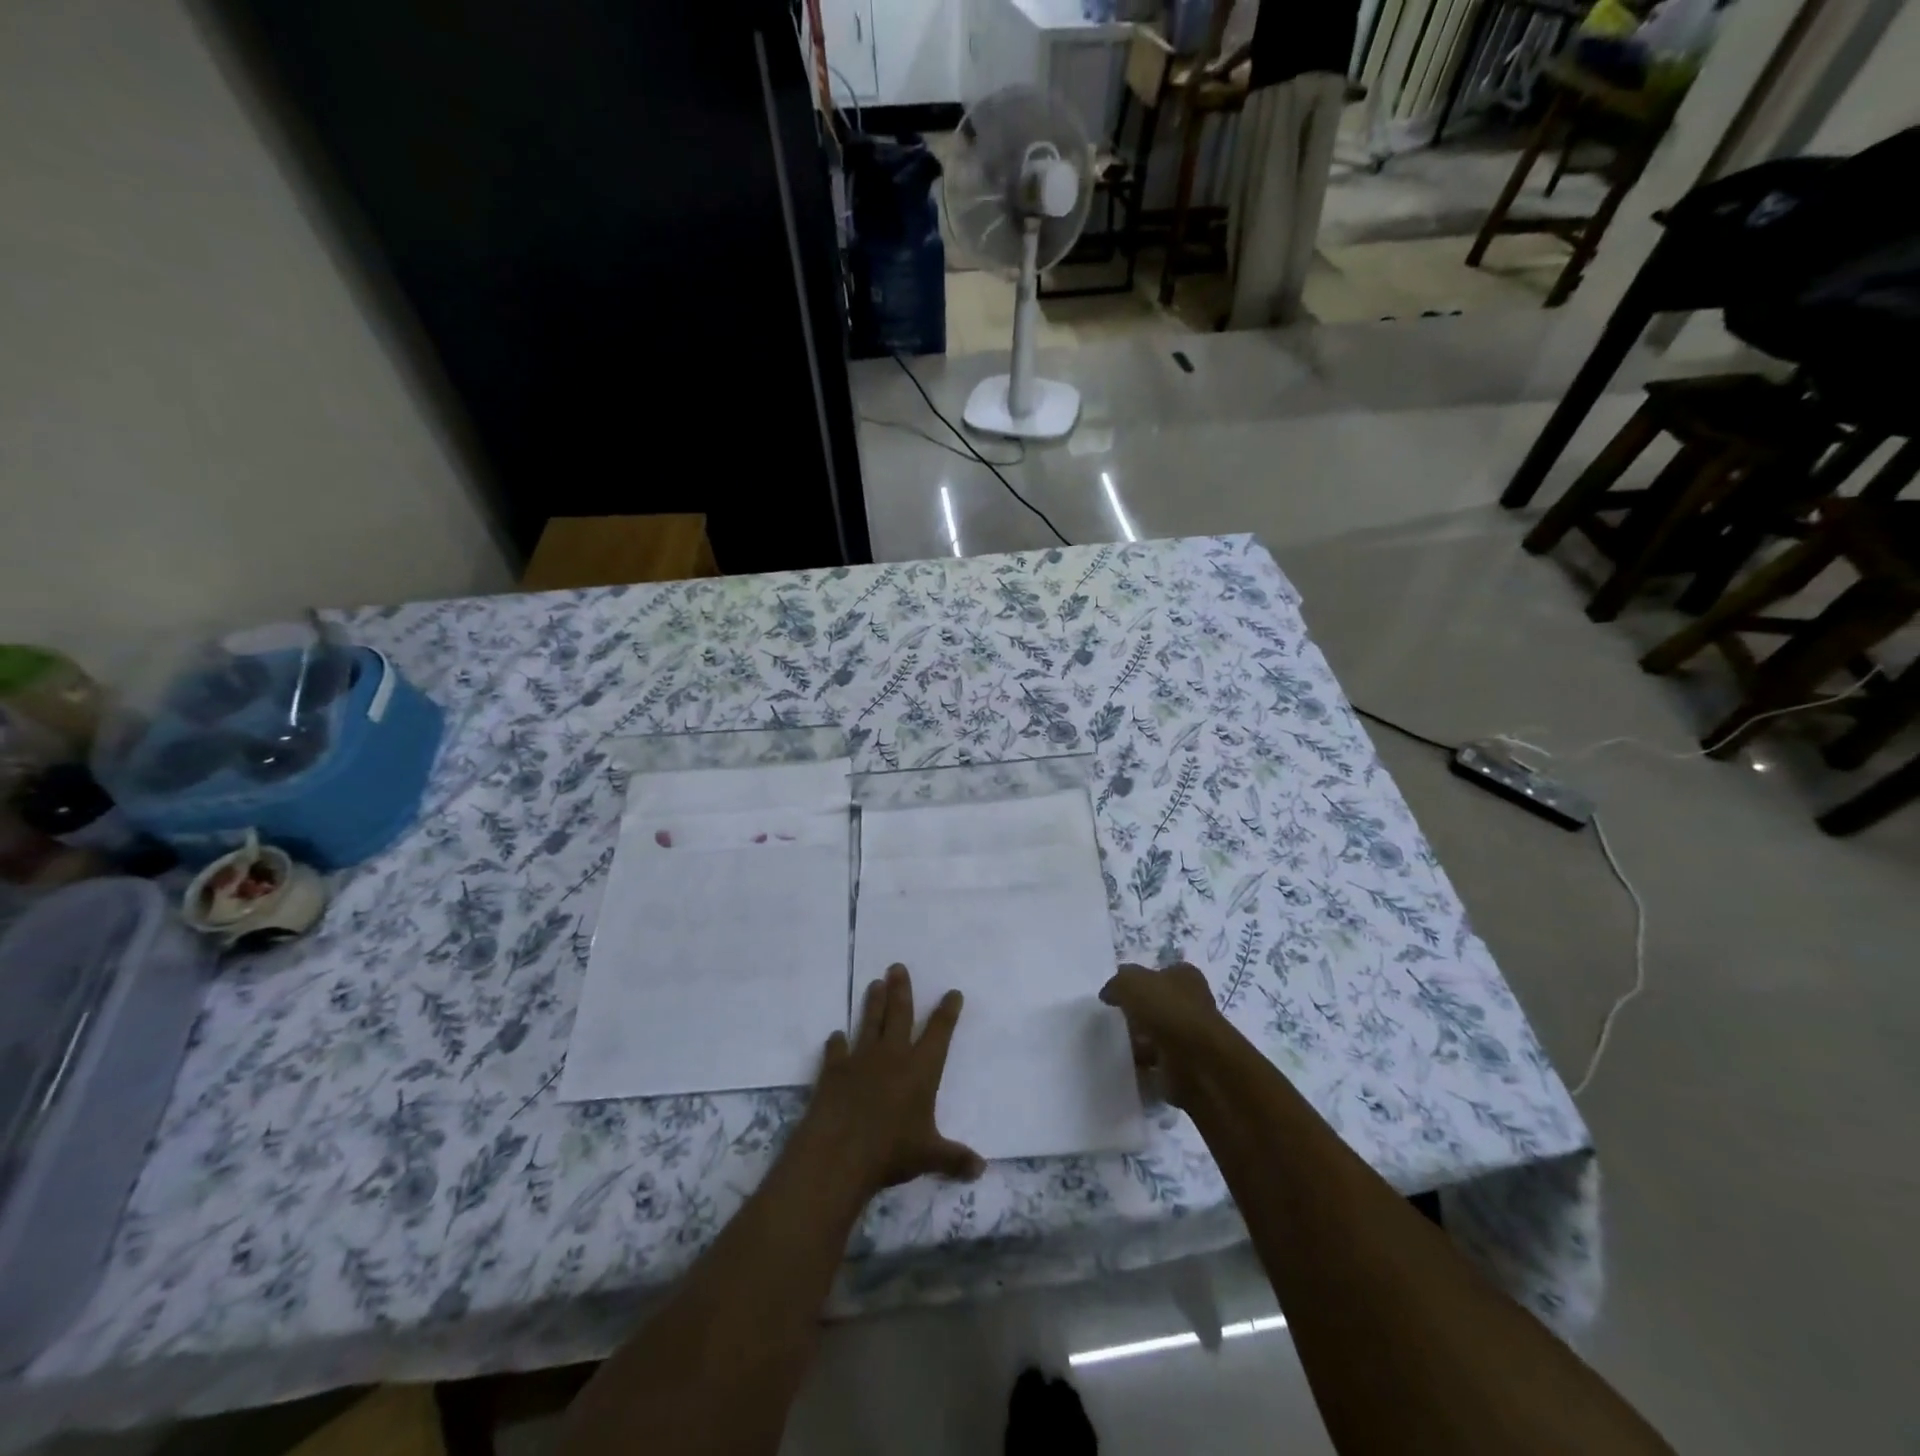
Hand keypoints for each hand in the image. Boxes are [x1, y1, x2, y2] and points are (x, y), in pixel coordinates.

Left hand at [807, 964, 984, 1193]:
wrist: (839, 1153)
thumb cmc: (891, 1152)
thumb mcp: (929, 1156)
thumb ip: (955, 1158)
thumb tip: (982, 1169)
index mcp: (921, 1069)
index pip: (939, 1032)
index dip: (947, 1011)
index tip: (952, 992)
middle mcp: (893, 1055)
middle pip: (899, 1014)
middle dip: (901, 990)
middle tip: (897, 967)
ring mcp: (861, 1059)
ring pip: (869, 1022)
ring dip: (872, 1002)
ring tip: (874, 982)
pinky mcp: (834, 1070)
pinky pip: (836, 1051)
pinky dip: (836, 1043)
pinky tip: (835, 1037)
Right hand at [1099, 962, 1231, 1107]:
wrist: (1197, 1062)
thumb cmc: (1167, 1010)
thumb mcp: (1131, 983)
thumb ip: (1117, 984)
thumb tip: (1108, 994)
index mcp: (1185, 976)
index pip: (1160, 972)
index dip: (1140, 980)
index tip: (1119, 993)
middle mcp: (1192, 1003)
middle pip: (1158, 1004)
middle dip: (1138, 1012)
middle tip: (1114, 1019)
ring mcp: (1191, 1036)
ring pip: (1158, 1034)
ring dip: (1140, 1041)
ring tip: (1116, 1045)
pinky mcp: (1187, 1065)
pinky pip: (1159, 1062)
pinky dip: (1145, 1065)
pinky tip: (1127, 1064)